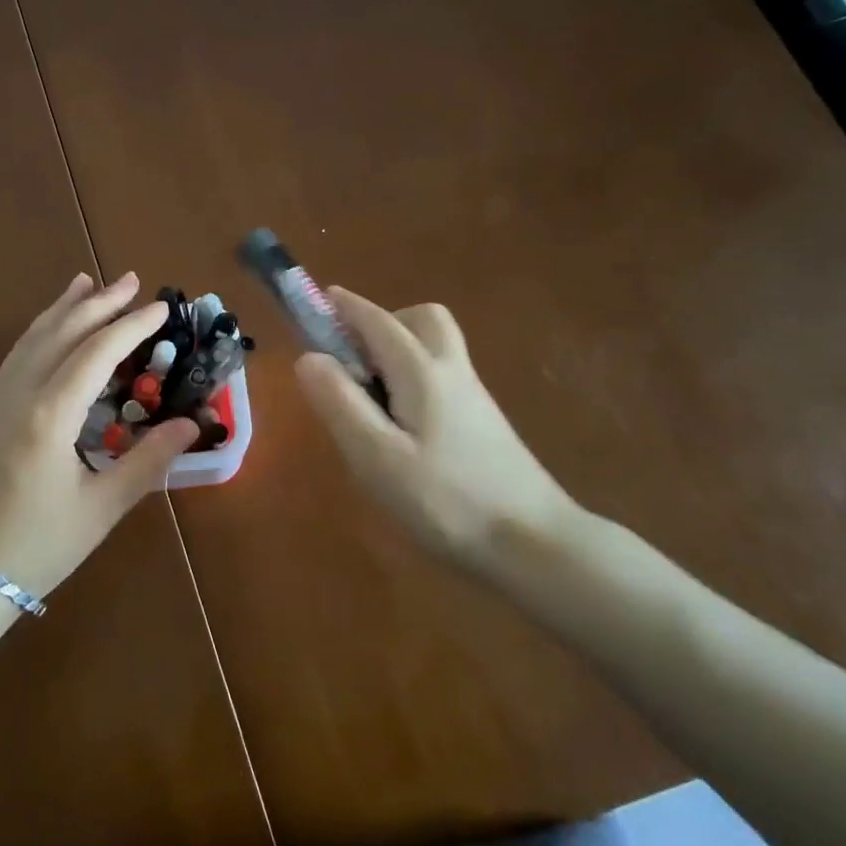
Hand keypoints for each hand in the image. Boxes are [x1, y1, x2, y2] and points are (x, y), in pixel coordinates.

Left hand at [0, 272, 198, 603]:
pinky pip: (17, 355)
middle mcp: (20, 394)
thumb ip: (147, 461)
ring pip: (33, 338)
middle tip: (133, 281)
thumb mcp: (101, 508)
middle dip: (100, 303)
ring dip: (64, 308)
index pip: (97, 352)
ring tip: (87, 283)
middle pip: (63, 332)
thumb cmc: (36, 547)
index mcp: (50, 415)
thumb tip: (191, 425)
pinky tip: (49, 329)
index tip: (162, 307)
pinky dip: (39, 331)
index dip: (132, 326)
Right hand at [294, 287, 578, 576]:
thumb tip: (308, 357)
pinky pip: (443, 377)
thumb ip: (339, 402)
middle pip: (422, 319)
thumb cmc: (446, 500)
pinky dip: (416, 377)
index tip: (319, 300)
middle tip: (354, 361)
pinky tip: (404, 427)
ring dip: (400, 349)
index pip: (378, 321)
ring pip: (436, 347)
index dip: (345, 307)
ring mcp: (474, 397)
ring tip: (372, 398)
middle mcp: (452, 371)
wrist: (536, 545)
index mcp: (421, 371)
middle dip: (383, 323)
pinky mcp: (485, 423)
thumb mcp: (376, 456)